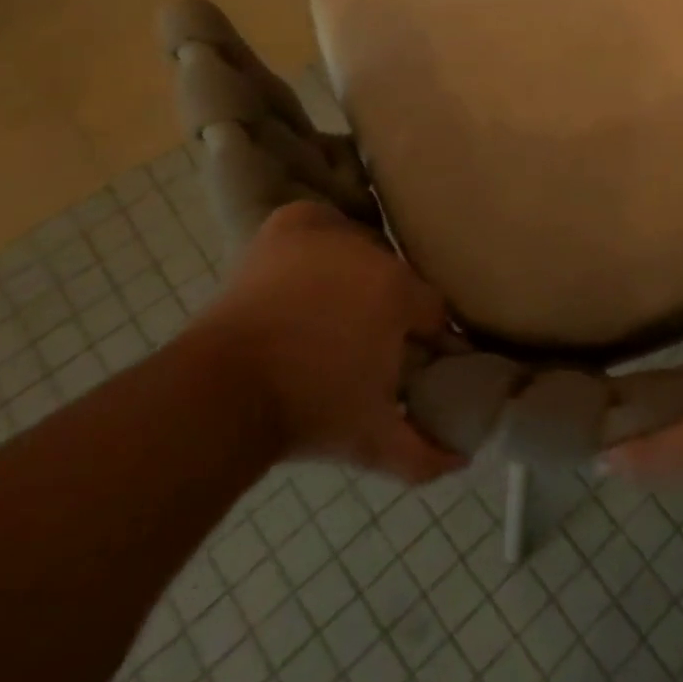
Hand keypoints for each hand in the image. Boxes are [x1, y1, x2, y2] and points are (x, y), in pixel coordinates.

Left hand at [194, 202, 462, 484]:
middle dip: (390, 308)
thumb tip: (463, 460)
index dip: (427, 336)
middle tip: (369, 342)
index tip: (415, 358)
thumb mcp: (370, 441)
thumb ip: (423, 453)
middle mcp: (371, 254)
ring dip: (358, 275)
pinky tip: (316, 259)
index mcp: (399, 293)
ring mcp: (327, 237)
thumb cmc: (305, 413)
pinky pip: (319, 221)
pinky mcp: (287, 229)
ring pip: (362, 248)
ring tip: (339, 309)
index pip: (434, 308)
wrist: (218, 397)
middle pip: (397, 278)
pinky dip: (321, 234)